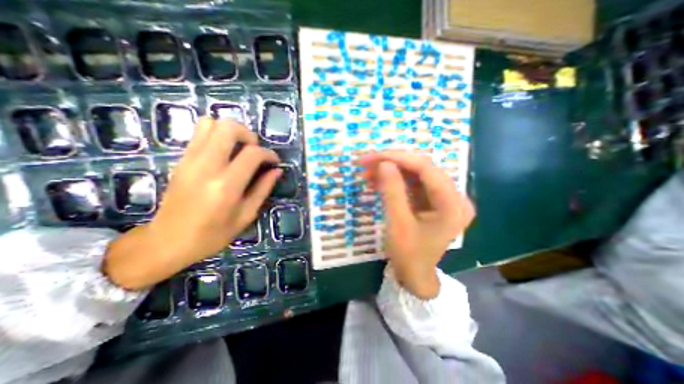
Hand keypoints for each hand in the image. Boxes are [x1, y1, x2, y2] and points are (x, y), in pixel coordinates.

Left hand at [104, 118, 280, 288]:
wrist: (167, 241)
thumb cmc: (213, 234)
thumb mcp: (246, 215)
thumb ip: (263, 189)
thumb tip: (277, 170)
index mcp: (226, 185)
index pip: (252, 153)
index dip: (269, 153)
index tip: (274, 161)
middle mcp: (206, 166)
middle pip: (228, 127)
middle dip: (249, 134)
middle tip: (255, 151)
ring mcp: (190, 160)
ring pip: (211, 123)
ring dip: (231, 132)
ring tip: (239, 149)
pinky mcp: (181, 160)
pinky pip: (200, 134)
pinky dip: (217, 136)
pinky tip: (225, 154)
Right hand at [360, 151, 473, 300]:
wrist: (415, 275)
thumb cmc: (409, 255)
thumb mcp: (398, 224)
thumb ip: (392, 191)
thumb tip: (384, 163)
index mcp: (453, 204)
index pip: (426, 168)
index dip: (398, 158)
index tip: (373, 157)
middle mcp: (454, 196)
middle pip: (421, 168)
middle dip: (392, 163)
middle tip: (367, 163)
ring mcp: (444, 198)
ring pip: (415, 174)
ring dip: (391, 171)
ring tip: (368, 172)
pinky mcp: (433, 201)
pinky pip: (413, 184)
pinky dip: (395, 181)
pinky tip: (378, 181)